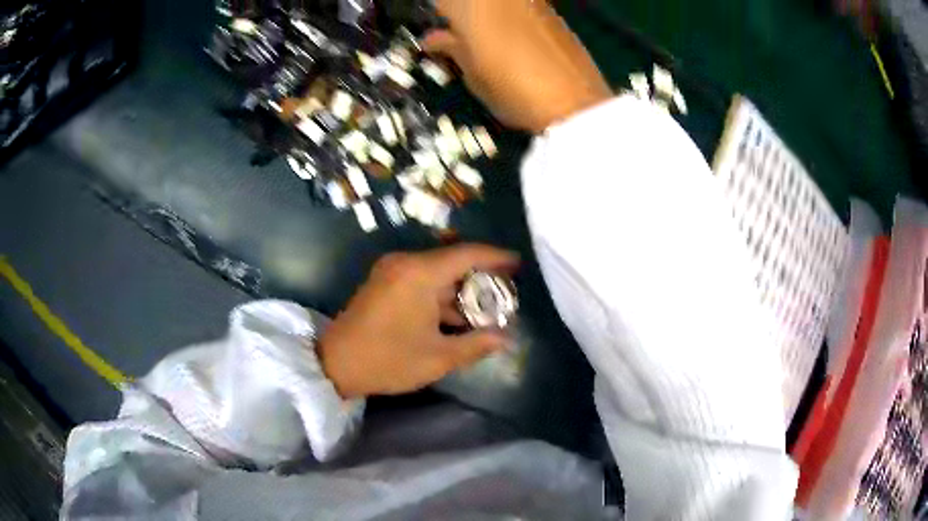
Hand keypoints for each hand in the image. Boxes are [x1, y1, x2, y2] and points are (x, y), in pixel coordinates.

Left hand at [318, 244, 518, 398]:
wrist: (334, 363)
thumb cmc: (387, 359)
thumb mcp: (437, 357)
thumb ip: (476, 344)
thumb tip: (506, 338)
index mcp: (420, 273)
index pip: (467, 254)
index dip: (496, 257)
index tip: (518, 263)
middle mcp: (405, 263)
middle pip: (452, 261)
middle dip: (480, 277)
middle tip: (506, 292)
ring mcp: (391, 271)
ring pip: (437, 272)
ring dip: (459, 289)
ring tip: (485, 309)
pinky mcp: (383, 282)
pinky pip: (421, 280)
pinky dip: (440, 294)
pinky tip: (455, 315)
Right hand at [422, 0, 612, 132]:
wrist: (574, 101)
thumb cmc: (511, 88)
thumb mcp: (472, 73)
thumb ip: (451, 48)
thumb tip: (434, 39)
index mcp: (472, 5)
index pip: (442, 2)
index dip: (438, 17)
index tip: (436, 36)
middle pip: (470, 2)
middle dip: (462, 15)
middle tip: (457, 37)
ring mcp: (529, 0)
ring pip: (495, 4)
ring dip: (486, 16)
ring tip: (485, 41)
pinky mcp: (551, 10)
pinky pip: (519, 8)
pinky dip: (509, 18)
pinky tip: (512, 39)